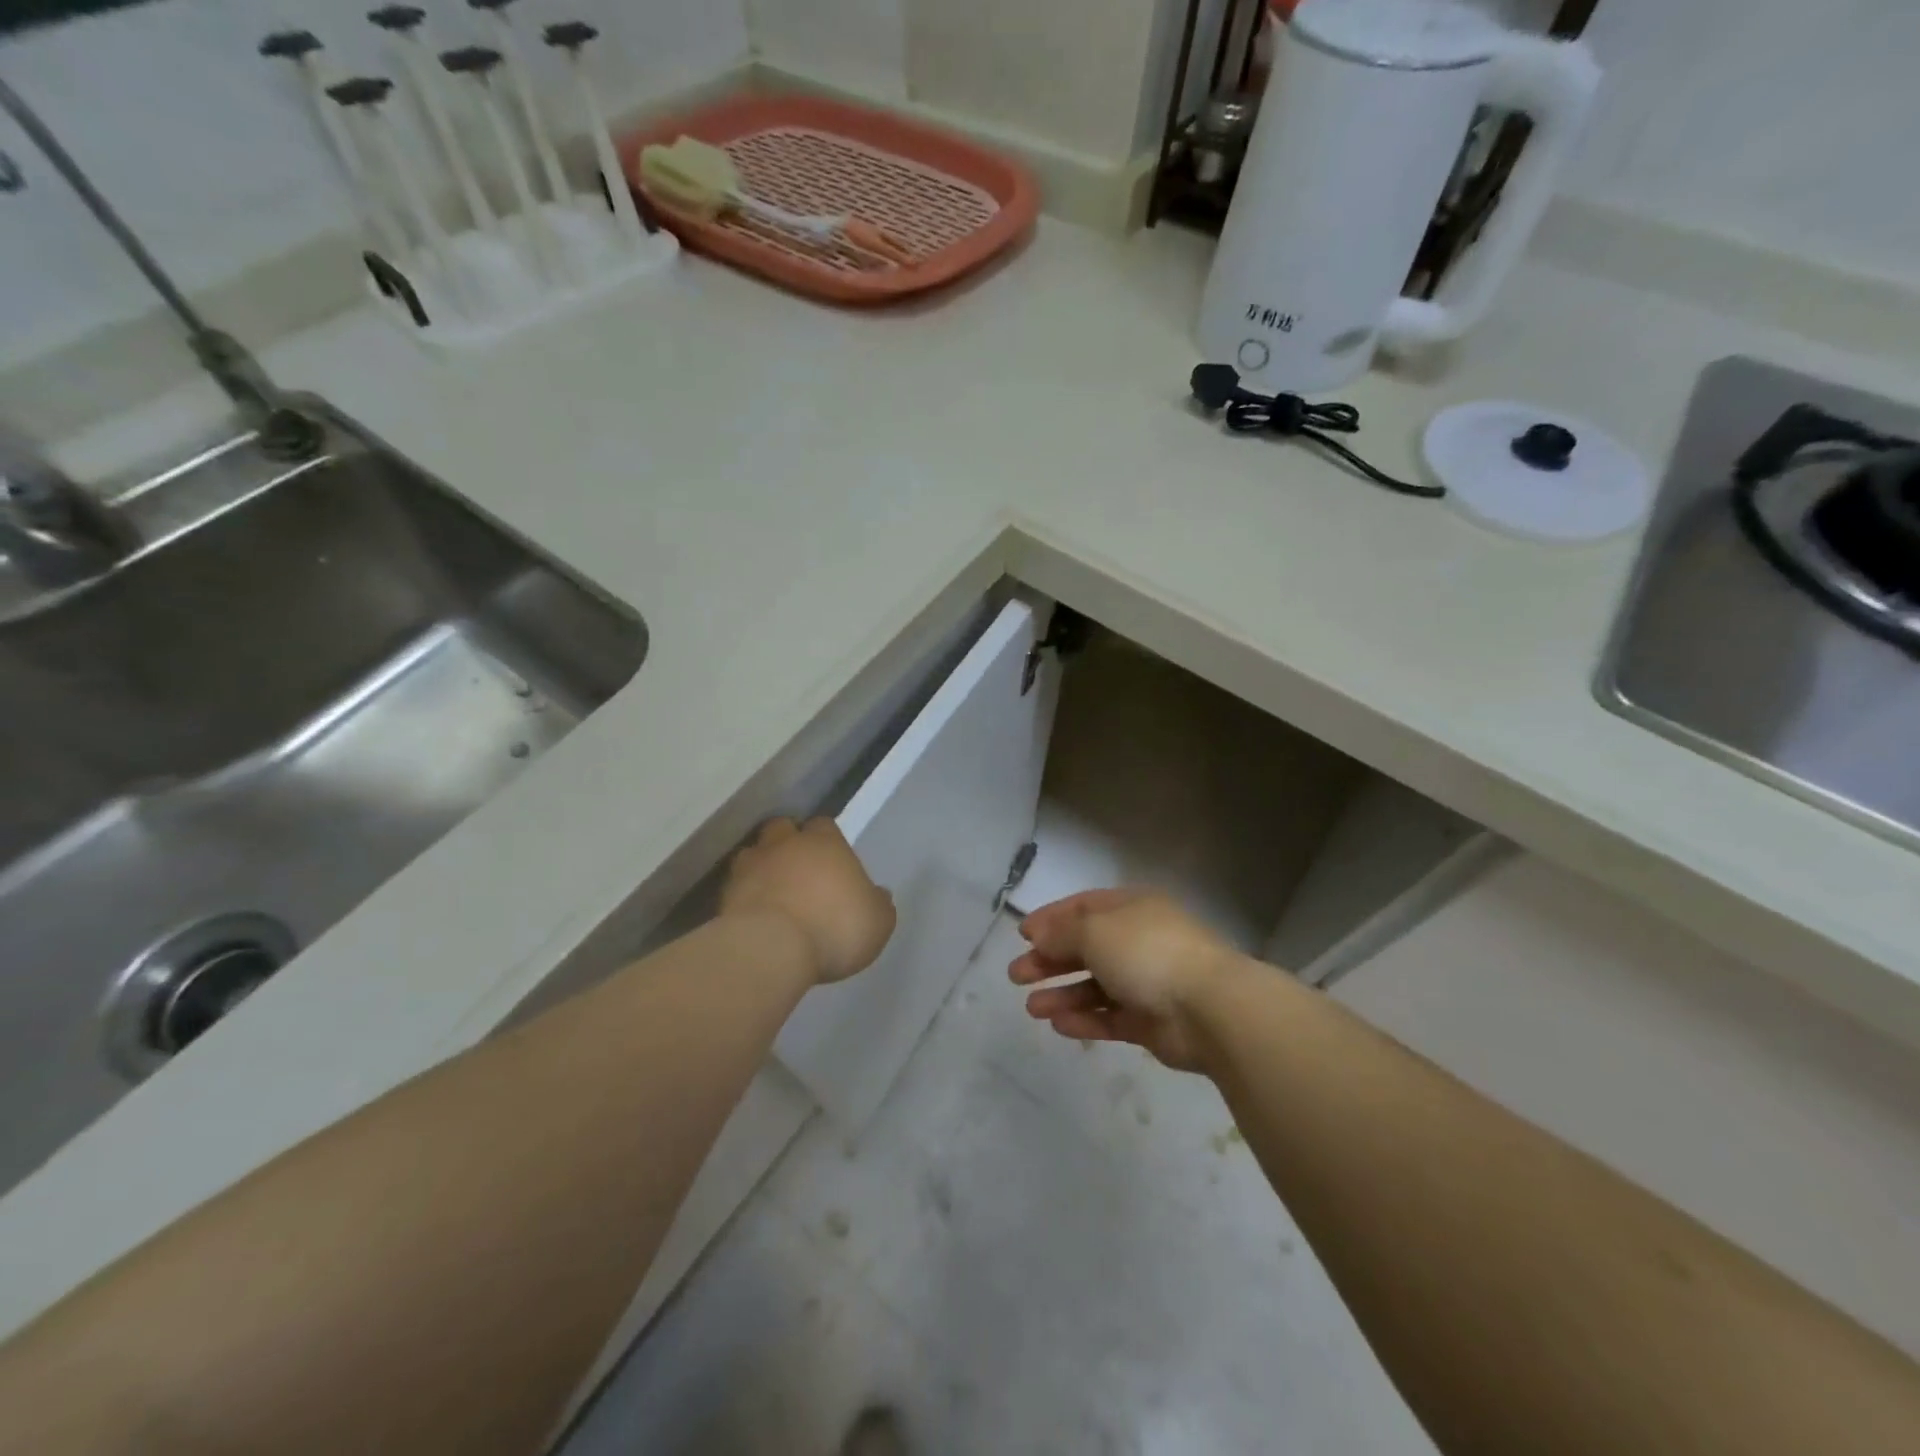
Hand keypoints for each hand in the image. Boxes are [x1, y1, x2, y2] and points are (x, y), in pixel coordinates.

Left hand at [722, 818, 895, 984]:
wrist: (772, 949)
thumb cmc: (835, 928)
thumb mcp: (877, 922)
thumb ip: (878, 905)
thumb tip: (879, 894)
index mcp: (825, 843)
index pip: (824, 825)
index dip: (826, 840)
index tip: (831, 861)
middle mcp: (785, 845)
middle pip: (782, 828)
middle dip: (787, 843)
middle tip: (797, 868)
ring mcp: (750, 866)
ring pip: (753, 853)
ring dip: (761, 866)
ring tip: (770, 890)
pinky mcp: (725, 893)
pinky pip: (735, 886)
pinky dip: (743, 895)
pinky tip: (753, 914)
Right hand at [1009, 889, 1241, 1071]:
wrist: (1208, 1008)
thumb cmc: (1147, 952)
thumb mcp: (1094, 931)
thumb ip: (1061, 933)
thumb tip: (1038, 935)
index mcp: (1131, 909)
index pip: (1083, 907)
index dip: (1052, 919)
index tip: (1023, 935)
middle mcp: (1138, 941)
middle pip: (1085, 948)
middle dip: (1049, 960)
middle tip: (1016, 975)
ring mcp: (1146, 982)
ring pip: (1095, 987)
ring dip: (1062, 994)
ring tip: (1031, 1008)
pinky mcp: (1150, 1021)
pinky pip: (1110, 1018)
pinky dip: (1084, 1020)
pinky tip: (1058, 1025)